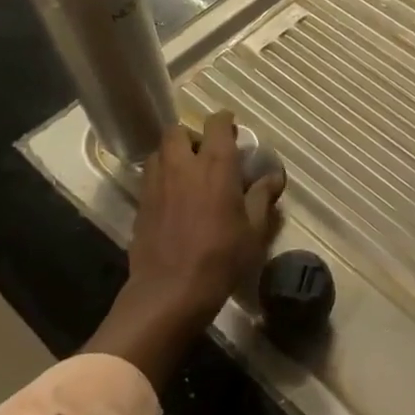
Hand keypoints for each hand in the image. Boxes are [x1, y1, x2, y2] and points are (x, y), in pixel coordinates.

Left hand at [83, 111, 284, 386]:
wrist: (170, 292)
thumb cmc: (221, 258)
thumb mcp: (253, 230)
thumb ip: (262, 197)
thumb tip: (274, 176)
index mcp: (216, 166)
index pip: (216, 124)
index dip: (224, 121)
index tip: (232, 128)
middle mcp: (183, 166)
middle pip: (178, 131)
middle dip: (192, 135)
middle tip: (207, 152)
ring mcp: (157, 184)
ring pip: (159, 151)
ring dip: (174, 154)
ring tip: (188, 172)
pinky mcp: (141, 204)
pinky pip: (150, 176)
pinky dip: (162, 175)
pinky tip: (174, 196)